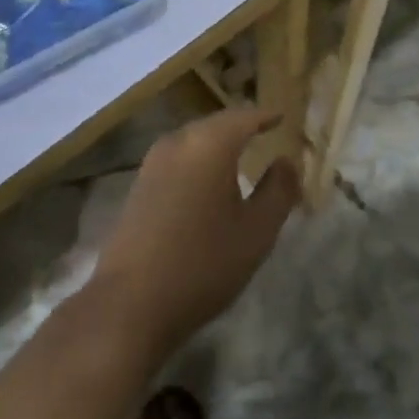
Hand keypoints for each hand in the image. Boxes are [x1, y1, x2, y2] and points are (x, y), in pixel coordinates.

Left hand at [89, 106, 300, 359]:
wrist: (131, 302)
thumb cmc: (203, 263)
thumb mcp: (256, 232)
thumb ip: (278, 191)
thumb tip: (287, 161)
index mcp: (210, 143)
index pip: (245, 116)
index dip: (266, 116)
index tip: (282, 116)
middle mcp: (179, 141)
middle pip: (217, 123)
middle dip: (241, 126)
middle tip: (264, 131)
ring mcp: (154, 160)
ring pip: (195, 139)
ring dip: (218, 142)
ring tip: (240, 153)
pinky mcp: (140, 183)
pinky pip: (179, 157)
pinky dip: (199, 159)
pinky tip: (207, 179)